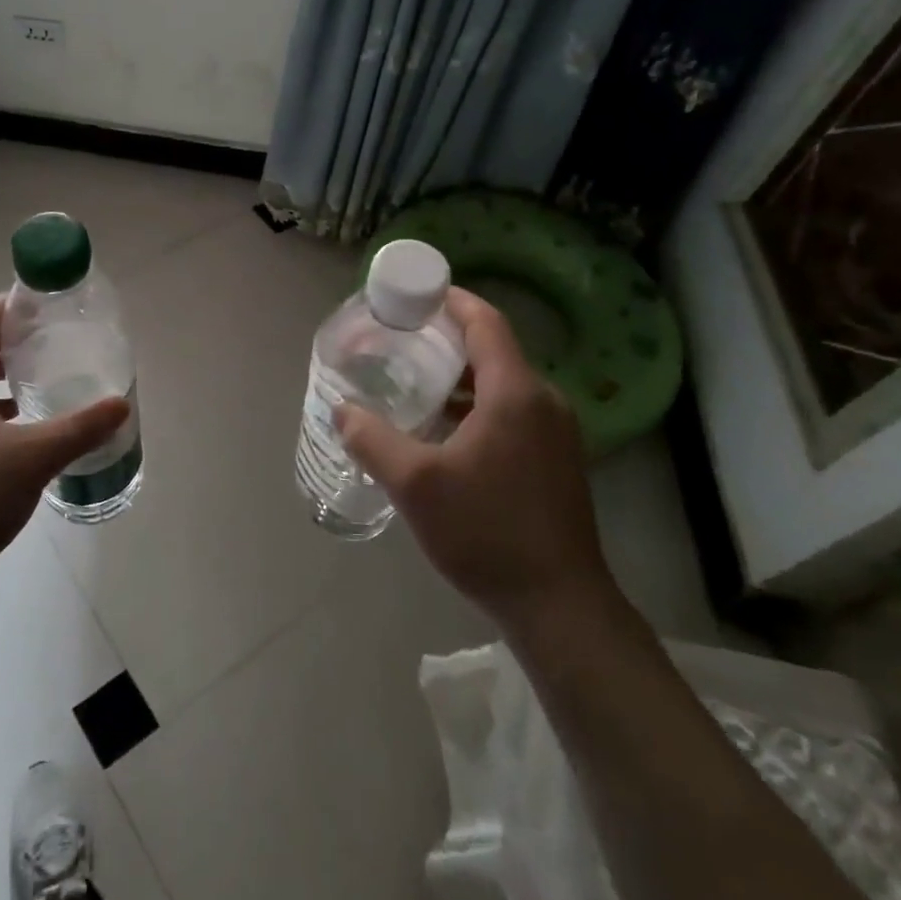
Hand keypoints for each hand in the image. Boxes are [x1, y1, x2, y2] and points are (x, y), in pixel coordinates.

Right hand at [337, 288, 613, 632]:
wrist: (558, 605)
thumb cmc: (486, 531)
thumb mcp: (415, 483)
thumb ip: (371, 439)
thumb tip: (341, 410)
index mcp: (515, 393)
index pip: (486, 322)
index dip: (452, 300)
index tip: (416, 294)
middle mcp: (544, 401)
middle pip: (493, 351)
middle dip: (446, 340)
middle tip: (400, 341)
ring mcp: (557, 433)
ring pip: (502, 384)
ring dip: (460, 377)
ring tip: (414, 383)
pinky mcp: (557, 460)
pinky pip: (513, 412)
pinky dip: (477, 406)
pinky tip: (444, 430)